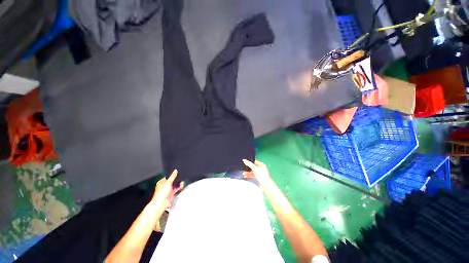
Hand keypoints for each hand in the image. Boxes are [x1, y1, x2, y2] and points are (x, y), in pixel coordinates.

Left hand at [152, 170, 183, 209]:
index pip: (167, 176)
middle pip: (172, 180)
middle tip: (181, 177)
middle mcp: (165, 186)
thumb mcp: (168, 182)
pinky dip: (179, 187)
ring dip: (178, 183)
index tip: (177, 172)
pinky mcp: (171, 193)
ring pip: (175, 185)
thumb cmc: (161, 193)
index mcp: (161, 182)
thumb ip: (172, 176)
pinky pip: (176, 189)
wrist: (161, 203)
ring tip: (182, 181)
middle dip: (176, 179)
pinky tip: (182, 185)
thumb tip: (175, 171)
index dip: (172, 174)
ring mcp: (168, 190)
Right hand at [242, 159, 273, 187]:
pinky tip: (245, 176)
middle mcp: (261, 168)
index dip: (250, 162)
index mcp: (261, 164)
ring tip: (243, 173)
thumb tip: (244, 160)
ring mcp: (260, 173)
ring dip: (248, 172)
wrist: (265, 185)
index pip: (254, 161)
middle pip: (253, 167)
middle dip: (248, 168)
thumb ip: (249, 164)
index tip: (245, 163)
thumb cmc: (262, 176)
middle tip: (243, 169)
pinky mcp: (258, 177)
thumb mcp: (254, 168)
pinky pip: (253, 175)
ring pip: (252, 171)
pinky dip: (249, 175)